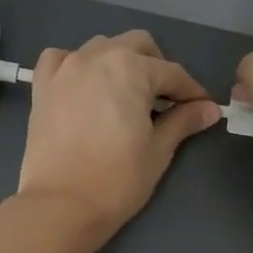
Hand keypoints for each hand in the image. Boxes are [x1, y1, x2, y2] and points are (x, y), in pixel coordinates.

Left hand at [18, 31, 219, 235]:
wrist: (61, 206)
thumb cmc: (117, 180)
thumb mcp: (158, 150)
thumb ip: (183, 121)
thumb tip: (209, 109)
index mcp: (130, 68)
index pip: (171, 73)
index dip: (191, 92)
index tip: (203, 108)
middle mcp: (96, 57)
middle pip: (137, 46)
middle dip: (157, 68)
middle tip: (166, 101)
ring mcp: (65, 68)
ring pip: (101, 47)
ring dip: (120, 62)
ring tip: (128, 94)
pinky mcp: (42, 86)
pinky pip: (61, 59)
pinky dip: (78, 65)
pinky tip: (85, 86)